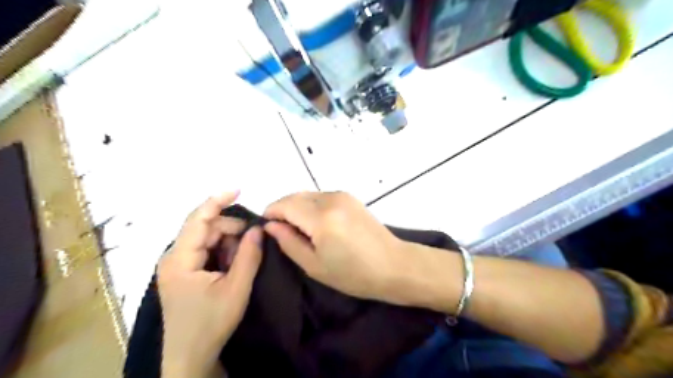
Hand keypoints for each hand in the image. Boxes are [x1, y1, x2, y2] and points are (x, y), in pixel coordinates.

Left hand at [157, 194, 261, 376]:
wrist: (190, 357)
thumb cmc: (211, 323)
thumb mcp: (236, 288)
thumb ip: (248, 256)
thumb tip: (258, 229)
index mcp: (180, 259)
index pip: (198, 219)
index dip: (217, 200)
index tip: (239, 189)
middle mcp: (174, 257)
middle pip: (204, 228)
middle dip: (230, 229)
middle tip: (252, 240)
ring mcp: (178, 265)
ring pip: (206, 238)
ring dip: (228, 241)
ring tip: (242, 257)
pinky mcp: (184, 272)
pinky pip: (205, 250)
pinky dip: (222, 251)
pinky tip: (232, 263)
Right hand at [261, 192, 409, 306]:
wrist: (394, 265)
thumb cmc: (354, 274)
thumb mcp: (314, 265)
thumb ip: (288, 242)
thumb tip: (271, 225)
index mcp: (321, 217)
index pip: (284, 204)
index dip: (270, 213)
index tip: (265, 227)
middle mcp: (331, 198)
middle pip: (295, 195)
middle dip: (282, 209)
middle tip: (281, 232)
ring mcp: (343, 195)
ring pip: (308, 194)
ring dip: (297, 207)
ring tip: (299, 230)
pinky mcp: (351, 198)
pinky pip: (322, 196)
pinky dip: (312, 206)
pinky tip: (316, 224)